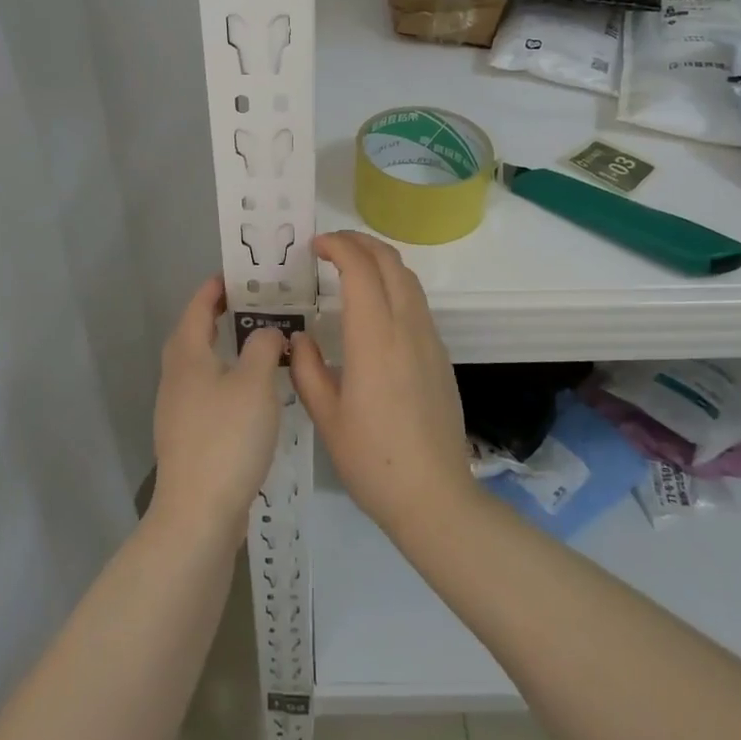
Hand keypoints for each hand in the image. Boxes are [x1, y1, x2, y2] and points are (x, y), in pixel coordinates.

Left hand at [149, 274, 283, 550]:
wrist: (198, 512)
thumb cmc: (227, 437)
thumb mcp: (255, 382)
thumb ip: (264, 346)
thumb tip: (267, 332)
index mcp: (187, 355)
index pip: (198, 307)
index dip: (215, 288)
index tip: (238, 275)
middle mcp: (176, 377)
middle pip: (193, 334)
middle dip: (218, 316)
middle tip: (252, 305)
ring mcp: (177, 409)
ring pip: (200, 365)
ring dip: (224, 349)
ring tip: (258, 344)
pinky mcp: (187, 436)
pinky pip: (206, 392)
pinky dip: (226, 379)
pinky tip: (251, 393)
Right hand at [290, 232, 475, 539]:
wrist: (435, 497)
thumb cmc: (373, 460)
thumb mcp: (326, 417)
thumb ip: (307, 369)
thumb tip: (299, 338)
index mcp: (375, 339)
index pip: (361, 269)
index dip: (338, 246)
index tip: (314, 246)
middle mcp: (407, 328)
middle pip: (390, 262)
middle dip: (360, 242)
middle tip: (330, 246)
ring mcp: (430, 340)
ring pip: (408, 279)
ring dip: (380, 260)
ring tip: (350, 267)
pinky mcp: (440, 355)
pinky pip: (417, 302)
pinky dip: (394, 284)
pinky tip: (374, 306)